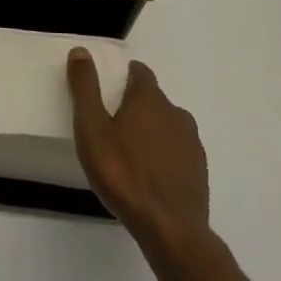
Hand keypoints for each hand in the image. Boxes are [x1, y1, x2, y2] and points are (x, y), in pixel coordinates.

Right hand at [68, 50, 209, 249]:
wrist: (170, 229)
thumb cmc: (123, 173)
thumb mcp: (92, 128)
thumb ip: (86, 88)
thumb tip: (81, 51)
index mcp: (148, 99)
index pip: (140, 72)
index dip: (126, 75)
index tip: (112, 87)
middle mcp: (175, 112)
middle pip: (154, 99)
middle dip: (137, 105)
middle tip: (114, 124)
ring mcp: (191, 142)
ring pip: (168, 125)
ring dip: (152, 131)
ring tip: (131, 152)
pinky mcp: (199, 170)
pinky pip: (178, 151)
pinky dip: (165, 155)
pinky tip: (151, 175)